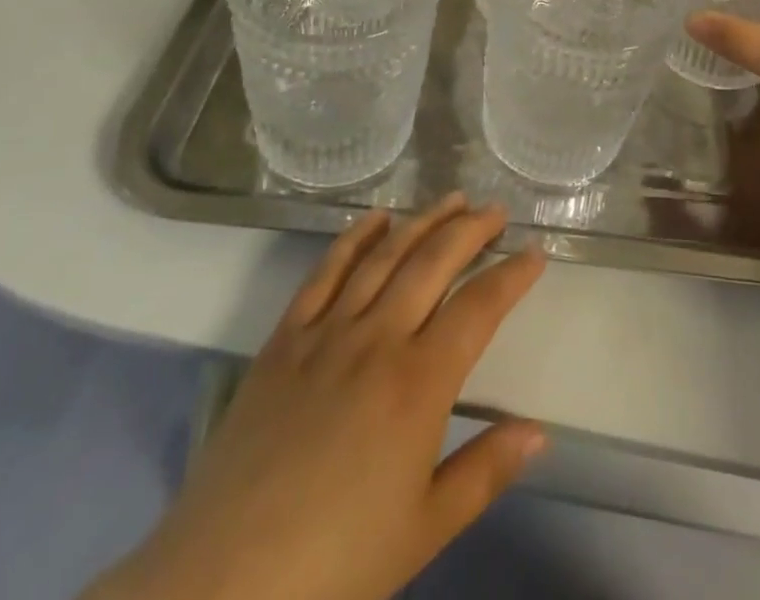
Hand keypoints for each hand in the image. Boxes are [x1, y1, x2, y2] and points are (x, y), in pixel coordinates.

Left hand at [92, 195, 546, 599]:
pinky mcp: (285, 338)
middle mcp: (378, 339)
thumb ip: (486, 472)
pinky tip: (376, 217)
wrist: (221, 585)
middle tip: (495, 210)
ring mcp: (328, 332)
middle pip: (434, 262)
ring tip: (451, 199)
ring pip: (385, 255)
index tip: (536, 253)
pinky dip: (354, 237)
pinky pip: (325, 272)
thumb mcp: (424, 530)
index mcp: (419, 383)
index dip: (512, 276)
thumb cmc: (335, 567)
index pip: (479, 308)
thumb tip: (538, 432)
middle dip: (471, 229)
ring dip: (423, 221)